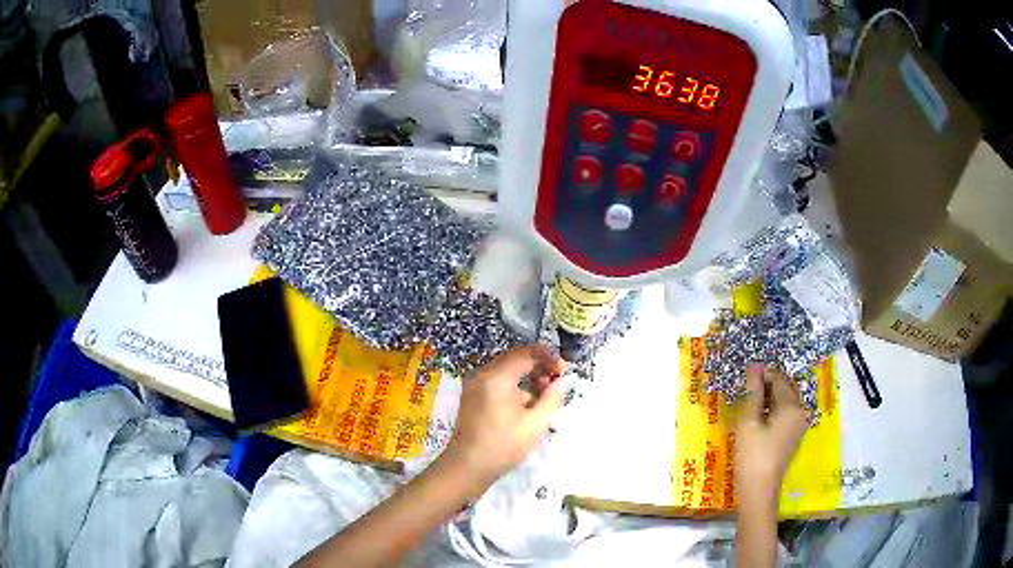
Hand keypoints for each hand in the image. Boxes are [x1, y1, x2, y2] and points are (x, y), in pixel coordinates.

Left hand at [440, 344, 566, 487]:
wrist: (467, 467)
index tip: (564, 371)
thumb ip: (551, 398)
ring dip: (528, 376)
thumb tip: (561, 381)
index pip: (526, 353)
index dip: (548, 357)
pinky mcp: (473, 395)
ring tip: (543, 397)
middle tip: (556, 383)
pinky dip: (515, 385)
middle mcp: (482, 374)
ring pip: (507, 369)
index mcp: (496, 377)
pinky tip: (526, 404)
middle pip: (515, 358)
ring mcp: (474, 383)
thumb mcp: (535, 424)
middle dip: (539, 366)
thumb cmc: (503, 446)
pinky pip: (498, 380)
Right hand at [734, 364, 808, 508]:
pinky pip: (784, 416)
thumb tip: (755, 366)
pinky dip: (771, 413)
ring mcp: (798, 427)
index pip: (779, 379)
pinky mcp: (792, 439)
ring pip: (784, 403)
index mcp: (792, 407)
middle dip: (767, 387)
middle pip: (785, 390)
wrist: (758, 491)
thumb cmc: (752, 455)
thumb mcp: (748, 422)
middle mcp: (800, 413)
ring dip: (768, 400)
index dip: (762, 375)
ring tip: (747, 407)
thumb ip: (753, 393)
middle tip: (745, 393)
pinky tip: (756, 422)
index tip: (744, 379)